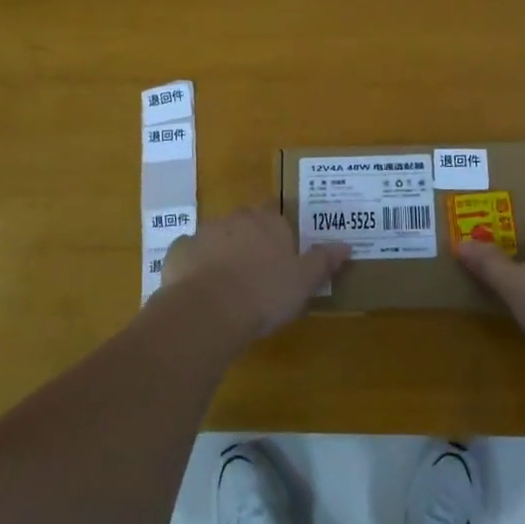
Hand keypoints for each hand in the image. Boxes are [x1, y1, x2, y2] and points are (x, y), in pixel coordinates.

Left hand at [161, 203, 350, 342]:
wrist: (208, 310)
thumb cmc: (264, 293)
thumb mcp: (304, 281)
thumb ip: (323, 261)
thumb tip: (345, 245)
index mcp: (268, 221)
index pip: (275, 213)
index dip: (277, 230)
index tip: (280, 251)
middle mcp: (236, 219)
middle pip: (245, 222)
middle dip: (249, 239)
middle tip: (256, 270)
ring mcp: (204, 233)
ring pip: (217, 237)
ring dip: (222, 252)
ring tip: (227, 285)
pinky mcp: (179, 251)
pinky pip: (190, 255)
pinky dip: (195, 267)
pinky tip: (200, 290)